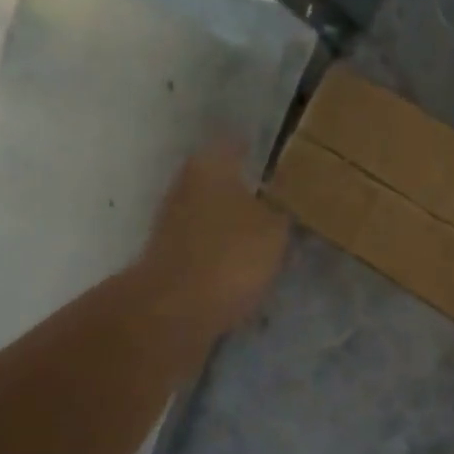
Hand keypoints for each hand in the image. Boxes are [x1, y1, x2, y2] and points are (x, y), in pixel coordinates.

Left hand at [132, 140, 288, 349]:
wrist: (174, 310)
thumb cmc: (231, 256)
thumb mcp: (275, 230)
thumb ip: (282, 211)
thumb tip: (283, 202)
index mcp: (211, 165)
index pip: (236, 142)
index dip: (258, 149)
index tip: (282, 159)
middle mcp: (186, 184)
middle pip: (222, 178)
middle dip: (248, 187)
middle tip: (282, 199)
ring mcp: (173, 220)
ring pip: (214, 210)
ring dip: (237, 220)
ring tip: (270, 234)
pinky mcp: (171, 254)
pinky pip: (208, 242)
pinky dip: (226, 247)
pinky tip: (248, 261)